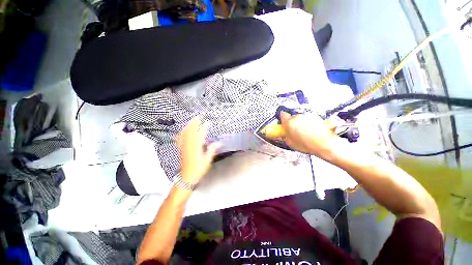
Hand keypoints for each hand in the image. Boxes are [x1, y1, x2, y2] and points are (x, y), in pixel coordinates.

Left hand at [178, 116, 220, 184]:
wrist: (187, 176)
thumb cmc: (199, 169)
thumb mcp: (207, 159)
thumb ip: (212, 150)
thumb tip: (219, 142)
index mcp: (197, 147)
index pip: (201, 134)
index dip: (204, 127)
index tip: (207, 122)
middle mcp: (189, 145)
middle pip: (191, 131)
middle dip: (195, 123)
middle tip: (198, 116)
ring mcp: (184, 146)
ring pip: (185, 133)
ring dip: (188, 126)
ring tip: (192, 120)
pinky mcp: (181, 149)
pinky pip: (179, 139)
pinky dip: (181, 133)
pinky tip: (182, 131)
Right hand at [280, 111, 346, 159]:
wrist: (324, 143)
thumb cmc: (305, 144)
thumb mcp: (290, 143)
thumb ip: (285, 136)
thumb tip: (284, 134)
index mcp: (289, 122)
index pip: (283, 115)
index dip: (283, 119)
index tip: (284, 123)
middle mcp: (297, 117)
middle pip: (292, 117)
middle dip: (293, 123)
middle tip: (296, 131)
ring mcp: (307, 116)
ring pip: (301, 118)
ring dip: (301, 123)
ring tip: (306, 132)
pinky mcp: (316, 116)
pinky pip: (309, 119)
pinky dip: (309, 123)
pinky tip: (312, 131)